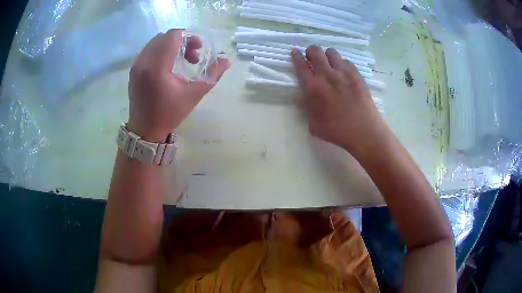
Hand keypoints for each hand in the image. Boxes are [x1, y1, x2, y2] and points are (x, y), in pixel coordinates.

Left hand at [127, 29, 229, 141]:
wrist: (145, 130)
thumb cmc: (169, 114)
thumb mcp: (193, 94)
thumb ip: (212, 75)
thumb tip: (227, 60)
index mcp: (157, 66)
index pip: (173, 36)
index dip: (189, 37)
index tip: (198, 50)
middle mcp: (143, 61)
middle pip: (164, 36)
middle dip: (182, 41)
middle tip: (192, 57)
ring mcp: (136, 65)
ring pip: (156, 42)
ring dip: (171, 45)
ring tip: (181, 61)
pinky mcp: (133, 70)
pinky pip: (148, 50)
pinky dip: (161, 51)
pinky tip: (168, 65)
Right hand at [291, 46, 388, 155]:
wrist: (364, 131)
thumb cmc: (337, 132)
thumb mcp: (313, 124)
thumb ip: (307, 108)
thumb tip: (305, 97)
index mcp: (313, 88)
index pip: (301, 65)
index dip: (296, 56)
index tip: (295, 51)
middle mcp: (327, 75)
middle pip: (315, 51)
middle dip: (311, 51)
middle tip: (312, 58)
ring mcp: (343, 73)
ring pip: (331, 52)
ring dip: (326, 56)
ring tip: (329, 64)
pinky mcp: (356, 74)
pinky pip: (345, 61)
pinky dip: (341, 63)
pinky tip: (343, 73)